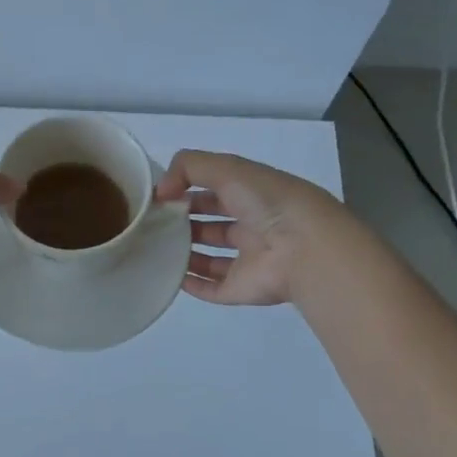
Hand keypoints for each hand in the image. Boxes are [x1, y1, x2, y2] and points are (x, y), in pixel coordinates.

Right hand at [154, 150, 343, 305]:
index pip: (215, 188)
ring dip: (184, 251)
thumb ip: (188, 167)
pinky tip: (167, 274)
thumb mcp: (227, 168)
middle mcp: (251, 225)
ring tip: (153, 246)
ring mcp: (247, 260)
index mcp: (253, 194)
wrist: (304, 248)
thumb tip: (161, 191)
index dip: (187, 188)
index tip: (159, 194)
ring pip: (210, 256)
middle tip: (151, 221)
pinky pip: (211, 288)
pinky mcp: (241, 289)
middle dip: (183, 220)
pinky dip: (190, 283)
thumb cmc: (267, 202)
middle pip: (211, 223)